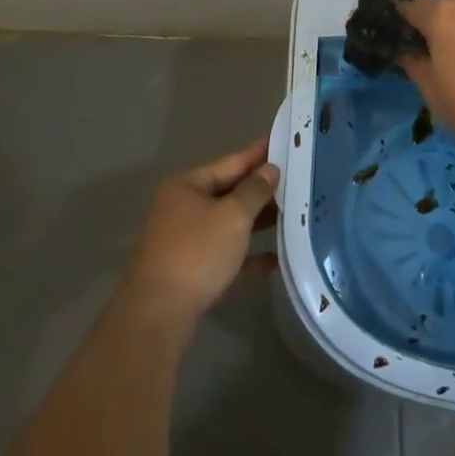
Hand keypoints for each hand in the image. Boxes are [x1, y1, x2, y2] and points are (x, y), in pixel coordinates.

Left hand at [122, 138, 279, 325]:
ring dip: (256, 222)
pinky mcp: (189, 273)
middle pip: (228, 193)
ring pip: (227, 225)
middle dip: (260, 190)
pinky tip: (273, 260)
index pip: (231, 162)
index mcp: (188, 186)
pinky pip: (224, 257)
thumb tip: (270, 169)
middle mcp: (182, 209)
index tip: (283, 141)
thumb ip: (255, 191)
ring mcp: (184, 242)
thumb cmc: (197, 252)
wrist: (158, 314)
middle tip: (296, 180)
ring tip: (290, 215)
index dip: (258, 153)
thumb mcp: (233, 216)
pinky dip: (246, 256)